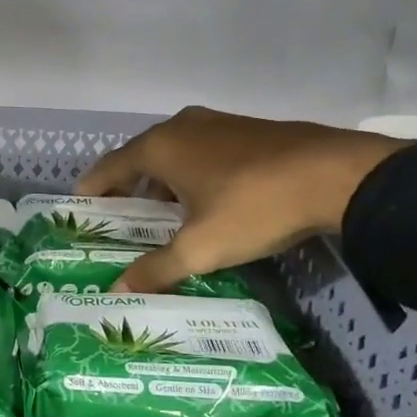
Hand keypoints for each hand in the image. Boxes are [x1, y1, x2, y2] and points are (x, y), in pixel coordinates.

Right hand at [76, 108, 407, 292]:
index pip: (110, 166)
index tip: (80, 207)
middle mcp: (182, 126)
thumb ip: (156, 269)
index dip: (92, 188)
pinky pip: (202, 151)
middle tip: (120, 218)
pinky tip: (205, 200)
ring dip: (161, 180)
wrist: (336, 175)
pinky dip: (190, 173)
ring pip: (174, 152)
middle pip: (140, 157)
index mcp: (161, 146)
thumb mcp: (201, 247)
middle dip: (127, 187)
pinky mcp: (247, 130)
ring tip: (161, 214)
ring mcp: (217, 124)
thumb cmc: (254, 206)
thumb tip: (116, 293)